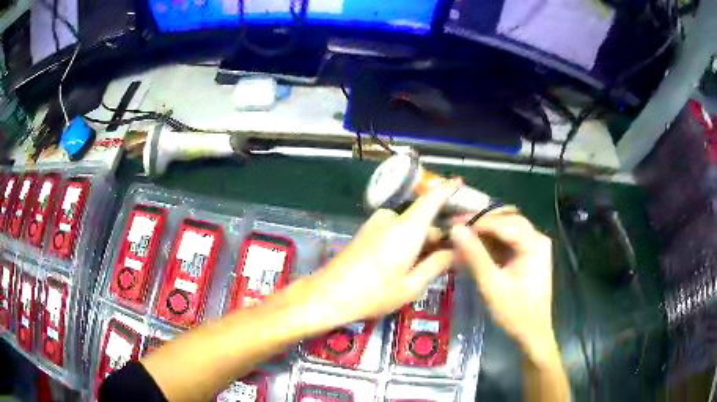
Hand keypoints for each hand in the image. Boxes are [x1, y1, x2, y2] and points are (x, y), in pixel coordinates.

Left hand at [310, 179, 461, 326]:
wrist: (328, 295)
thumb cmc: (373, 294)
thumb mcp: (411, 286)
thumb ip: (436, 264)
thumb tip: (457, 251)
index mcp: (407, 228)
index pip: (432, 199)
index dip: (448, 189)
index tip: (460, 182)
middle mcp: (391, 218)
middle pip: (422, 219)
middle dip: (439, 233)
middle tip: (454, 253)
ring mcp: (376, 224)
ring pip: (409, 227)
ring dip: (422, 241)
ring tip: (432, 264)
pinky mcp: (366, 232)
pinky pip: (395, 231)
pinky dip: (407, 242)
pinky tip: (410, 262)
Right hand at [450, 211, 554, 356]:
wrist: (531, 333)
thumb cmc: (515, 312)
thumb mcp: (492, 285)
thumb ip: (475, 256)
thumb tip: (455, 229)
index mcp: (534, 243)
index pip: (503, 223)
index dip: (476, 221)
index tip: (451, 223)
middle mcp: (536, 238)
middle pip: (505, 220)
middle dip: (479, 223)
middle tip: (454, 226)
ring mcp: (533, 246)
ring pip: (505, 228)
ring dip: (483, 231)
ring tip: (460, 234)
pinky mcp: (527, 255)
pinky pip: (506, 241)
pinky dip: (489, 242)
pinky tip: (473, 246)